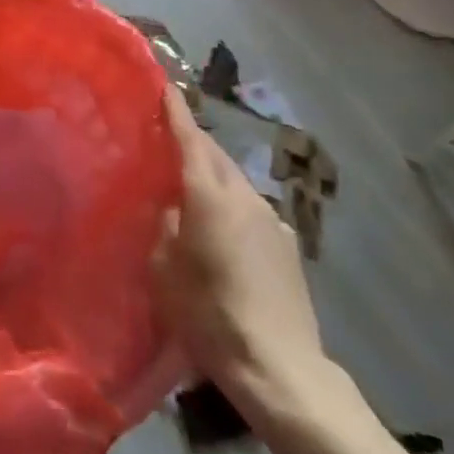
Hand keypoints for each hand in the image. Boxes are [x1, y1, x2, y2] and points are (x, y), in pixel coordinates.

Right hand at [152, 85, 330, 423]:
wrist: (281, 368)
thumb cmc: (210, 314)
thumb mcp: (165, 270)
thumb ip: (165, 226)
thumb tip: (171, 207)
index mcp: (209, 195)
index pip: (190, 138)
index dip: (176, 110)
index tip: (165, 85)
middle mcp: (244, 196)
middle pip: (215, 156)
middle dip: (193, 142)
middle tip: (169, 139)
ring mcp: (272, 219)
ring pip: (235, 182)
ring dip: (214, 176)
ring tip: (193, 190)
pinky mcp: (288, 246)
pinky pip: (252, 211)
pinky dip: (233, 207)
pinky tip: (224, 233)